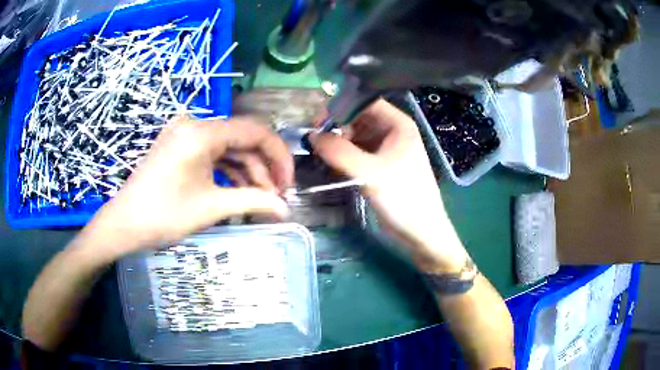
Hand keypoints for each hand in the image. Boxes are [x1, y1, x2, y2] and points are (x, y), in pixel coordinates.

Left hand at [85, 116, 293, 256]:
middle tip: (276, 197)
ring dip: (247, 172)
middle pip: (242, 139)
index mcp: (202, 133)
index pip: (255, 131)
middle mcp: (195, 124)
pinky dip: (228, 171)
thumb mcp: (211, 208)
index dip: (278, 156)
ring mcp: (185, 133)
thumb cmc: (163, 216)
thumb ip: (253, 202)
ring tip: (260, 200)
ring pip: (229, 148)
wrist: (124, 224)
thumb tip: (286, 210)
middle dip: (263, 168)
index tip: (288, 184)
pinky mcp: (179, 145)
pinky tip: (239, 191)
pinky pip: (212, 153)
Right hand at [311, 99, 468, 272]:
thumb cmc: (403, 198)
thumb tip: (311, 135)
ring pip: (357, 135)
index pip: (366, 102)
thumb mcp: (370, 173)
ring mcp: (387, 148)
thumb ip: (339, 152)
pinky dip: (345, 156)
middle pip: (359, 117)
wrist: (421, 232)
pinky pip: (359, 151)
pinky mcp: (382, 165)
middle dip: (338, 127)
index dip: (341, 107)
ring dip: (339, 143)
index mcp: (399, 124)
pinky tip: (333, 166)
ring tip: (323, 156)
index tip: (319, 123)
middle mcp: (393, 131)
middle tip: (316, 142)